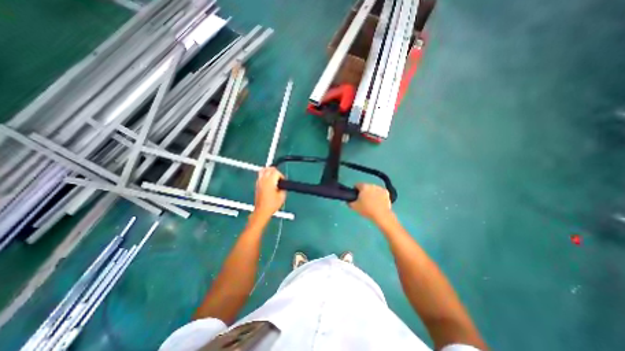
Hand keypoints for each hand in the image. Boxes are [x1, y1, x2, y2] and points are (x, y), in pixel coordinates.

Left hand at [252, 168, 285, 218]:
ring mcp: (259, 181)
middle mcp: (263, 179)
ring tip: (274, 177)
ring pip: (263, 170)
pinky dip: (265, 175)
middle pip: (269, 169)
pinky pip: (260, 175)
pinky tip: (269, 181)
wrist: (262, 211)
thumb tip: (283, 183)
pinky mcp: (256, 185)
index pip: (276, 172)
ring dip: (270, 171)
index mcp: (270, 181)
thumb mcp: (282, 196)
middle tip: (280, 178)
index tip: (283, 182)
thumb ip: (283, 187)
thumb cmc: (272, 205)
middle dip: (276, 172)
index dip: (281, 176)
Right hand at [350, 183, 391, 221]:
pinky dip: (379, 196)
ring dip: (371, 193)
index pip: (357, 185)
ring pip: (373, 189)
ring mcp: (380, 188)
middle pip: (365, 187)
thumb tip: (348, 200)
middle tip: (363, 201)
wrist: (381, 215)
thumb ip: (349, 202)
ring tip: (371, 202)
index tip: (356, 197)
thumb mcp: (354, 207)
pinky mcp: (387, 193)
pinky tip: (378, 202)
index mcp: (363, 186)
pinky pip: (380, 192)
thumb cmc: (366, 210)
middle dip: (364, 192)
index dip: (355, 190)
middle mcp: (372, 185)